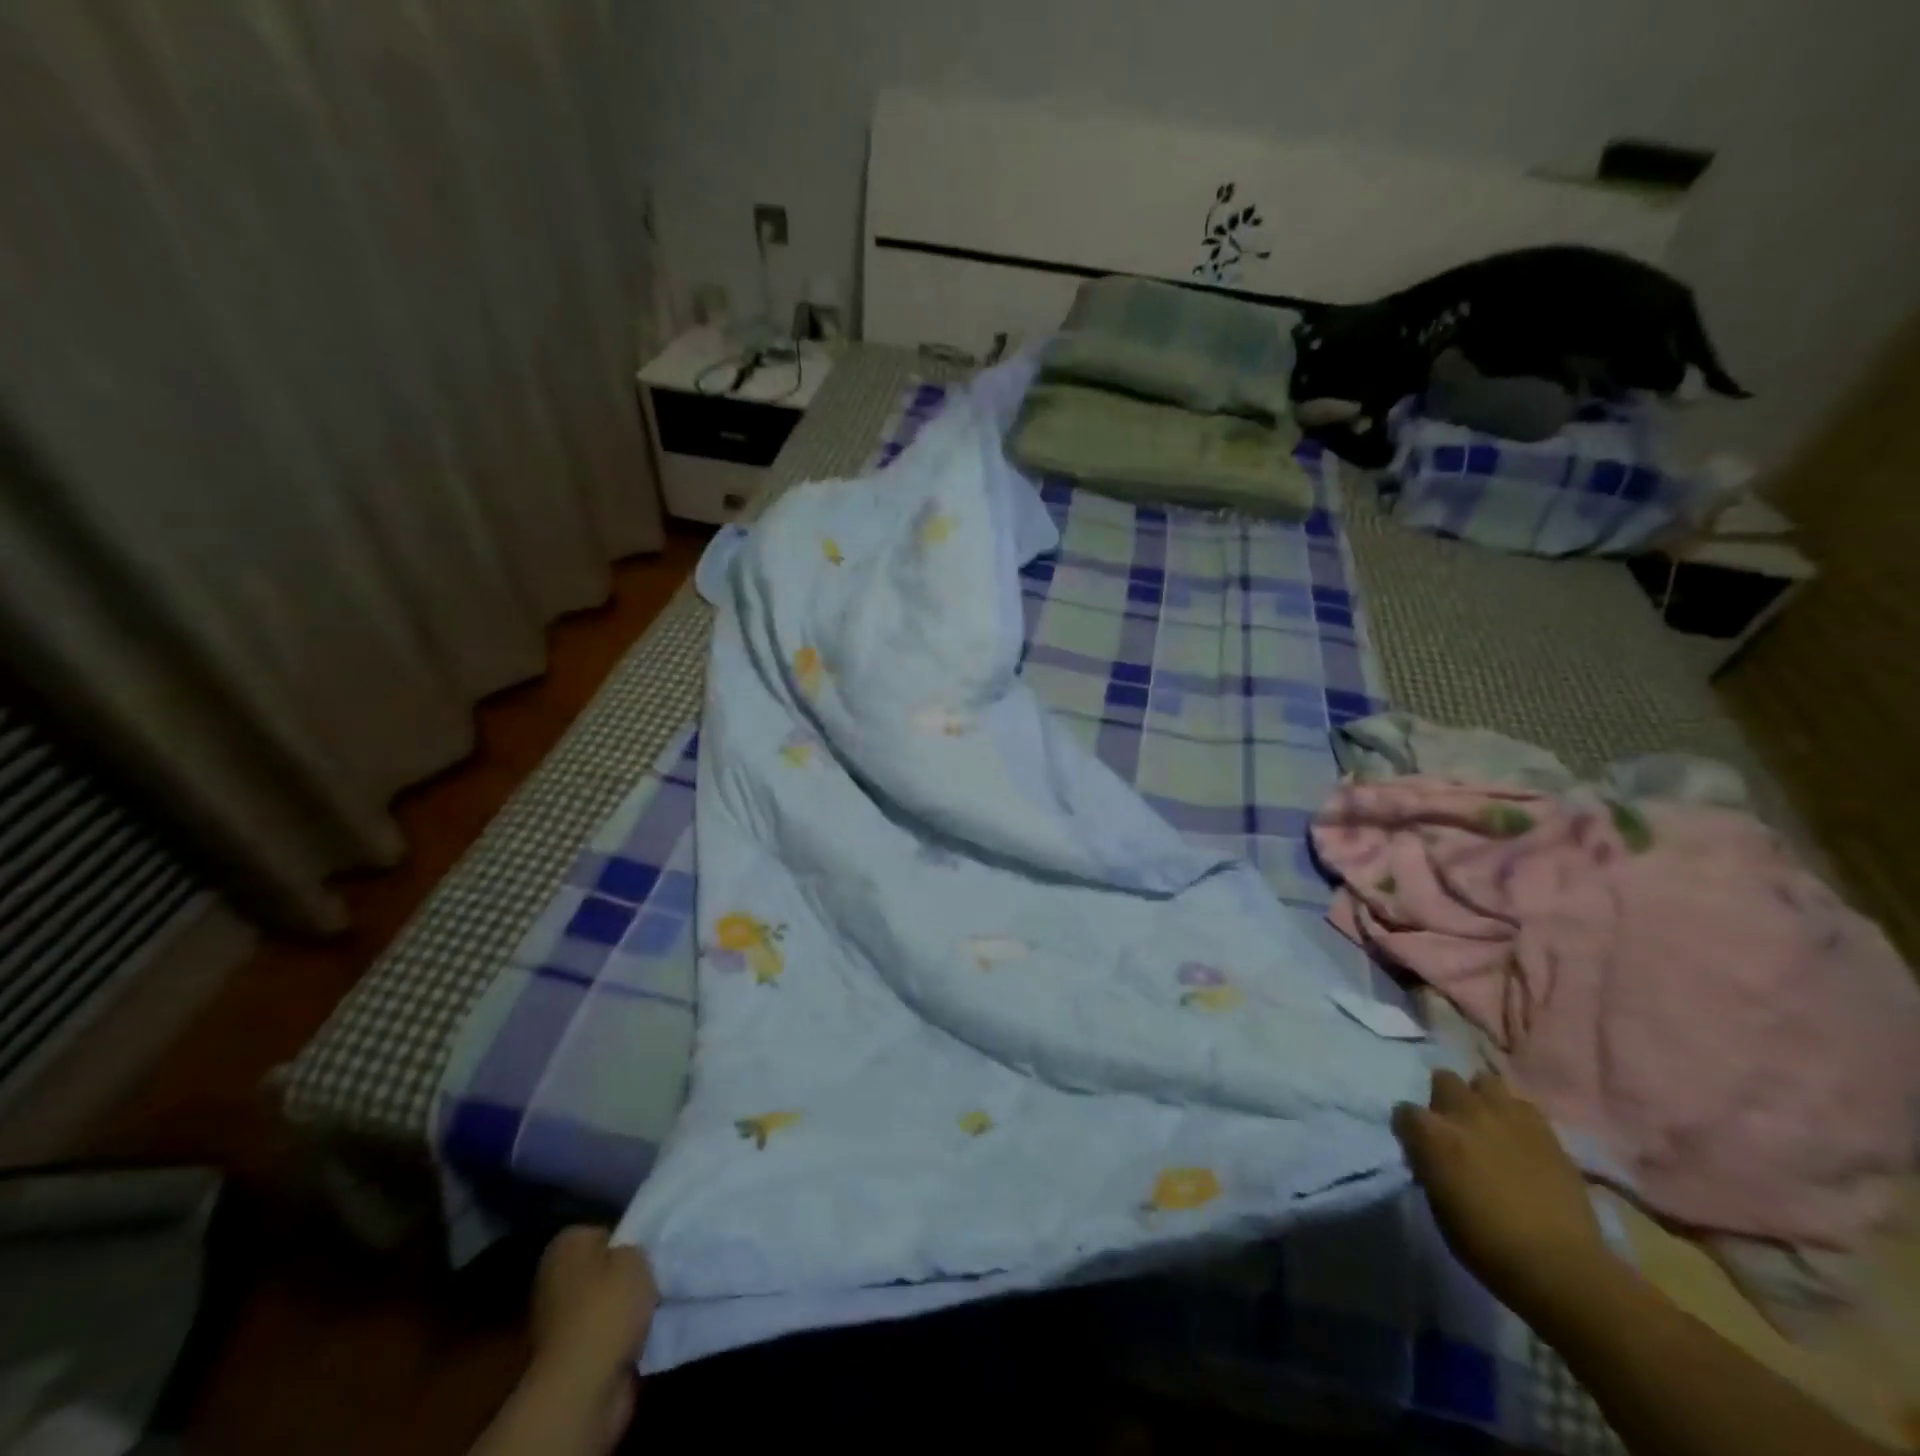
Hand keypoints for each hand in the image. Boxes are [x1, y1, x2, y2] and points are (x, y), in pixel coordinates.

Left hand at [529, 1226, 658, 1386]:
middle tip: (652, 1276)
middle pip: (600, 1267)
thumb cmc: (607, 1307)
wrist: (582, 1386)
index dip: (627, 1238)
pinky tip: (638, 1333)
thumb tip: (627, 1254)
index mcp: (564, 1245)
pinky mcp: (566, 1355)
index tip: (647, 1250)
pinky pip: (602, 1332)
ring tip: (649, 1306)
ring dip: (622, 1307)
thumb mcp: (635, 1256)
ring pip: (601, 1301)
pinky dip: (618, 1334)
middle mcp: (553, 1278)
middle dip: (622, 1275)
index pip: (602, 1230)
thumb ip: (633, 1247)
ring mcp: (555, 1321)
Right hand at [1393, 1069, 1616, 1325]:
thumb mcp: (1438, 1205)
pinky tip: (1520, 1139)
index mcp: (1432, 1134)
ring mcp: (1507, 1117)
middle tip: (1454, 1126)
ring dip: (1481, 1098)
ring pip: (1485, 1081)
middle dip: (1444, 1098)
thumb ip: (1430, 1166)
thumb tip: (1431, 1155)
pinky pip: (1523, 1106)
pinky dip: (1517, 1117)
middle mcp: (1465, 1113)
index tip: (1417, 1146)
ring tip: (1487, 1123)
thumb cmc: (1487, 1244)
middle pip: (1444, 1079)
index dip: (1409, 1129)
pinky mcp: (1545, 1131)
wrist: (1560, 1266)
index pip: (1404, 1111)